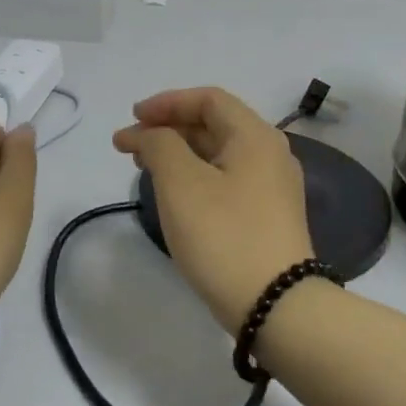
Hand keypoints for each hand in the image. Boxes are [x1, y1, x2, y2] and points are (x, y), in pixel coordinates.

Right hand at [113, 87, 314, 332]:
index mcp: (255, 136)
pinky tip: (173, 194)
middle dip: (167, 128)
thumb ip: (159, 144)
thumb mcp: (181, 182)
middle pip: (213, 124)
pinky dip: (194, 175)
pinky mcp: (267, 216)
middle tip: (129, 145)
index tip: (132, 118)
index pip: (208, 99)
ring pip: (218, 154)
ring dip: (178, 152)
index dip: (166, 103)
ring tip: (143, 167)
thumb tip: (149, 134)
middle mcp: (269, 154)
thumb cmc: (224, 235)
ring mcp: (271, 187)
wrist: (276, 306)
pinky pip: (225, 179)